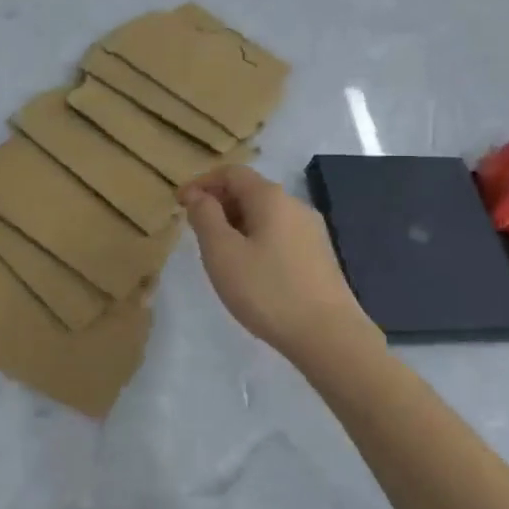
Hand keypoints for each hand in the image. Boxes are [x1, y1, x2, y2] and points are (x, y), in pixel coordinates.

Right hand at [180, 167, 375, 366]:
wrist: (328, 335)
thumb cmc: (267, 290)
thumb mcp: (222, 252)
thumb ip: (205, 217)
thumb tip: (198, 195)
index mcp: (271, 198)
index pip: (231, 173)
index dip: (202, 183)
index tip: (179, 204)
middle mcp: (295, 205)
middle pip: (250, 190)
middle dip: (218, 203)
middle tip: (195, 229)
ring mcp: (311, 231)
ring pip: (265, 214)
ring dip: (236, 223)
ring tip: (218, 252)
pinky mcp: (318, 255)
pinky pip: (279, 234)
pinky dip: (256, 239)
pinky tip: (248, 269)